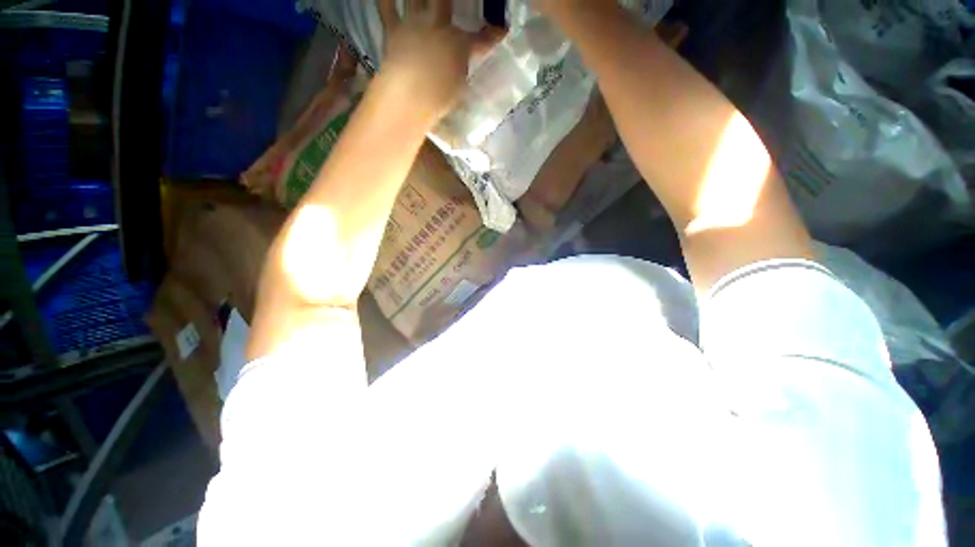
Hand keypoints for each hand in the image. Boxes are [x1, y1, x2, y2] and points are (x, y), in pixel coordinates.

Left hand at [377, 0, 499, 120]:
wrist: (410, 93)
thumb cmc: (439, 97)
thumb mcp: (458, 86)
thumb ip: (460, 69)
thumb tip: (460, 63)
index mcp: (460, 44)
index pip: (482, 39)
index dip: (492, 35)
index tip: (500, 32)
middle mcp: (439, 25)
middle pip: (446, 0)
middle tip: (456, 1)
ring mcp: (414, 23)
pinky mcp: (392, 29)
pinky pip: (386, 6)